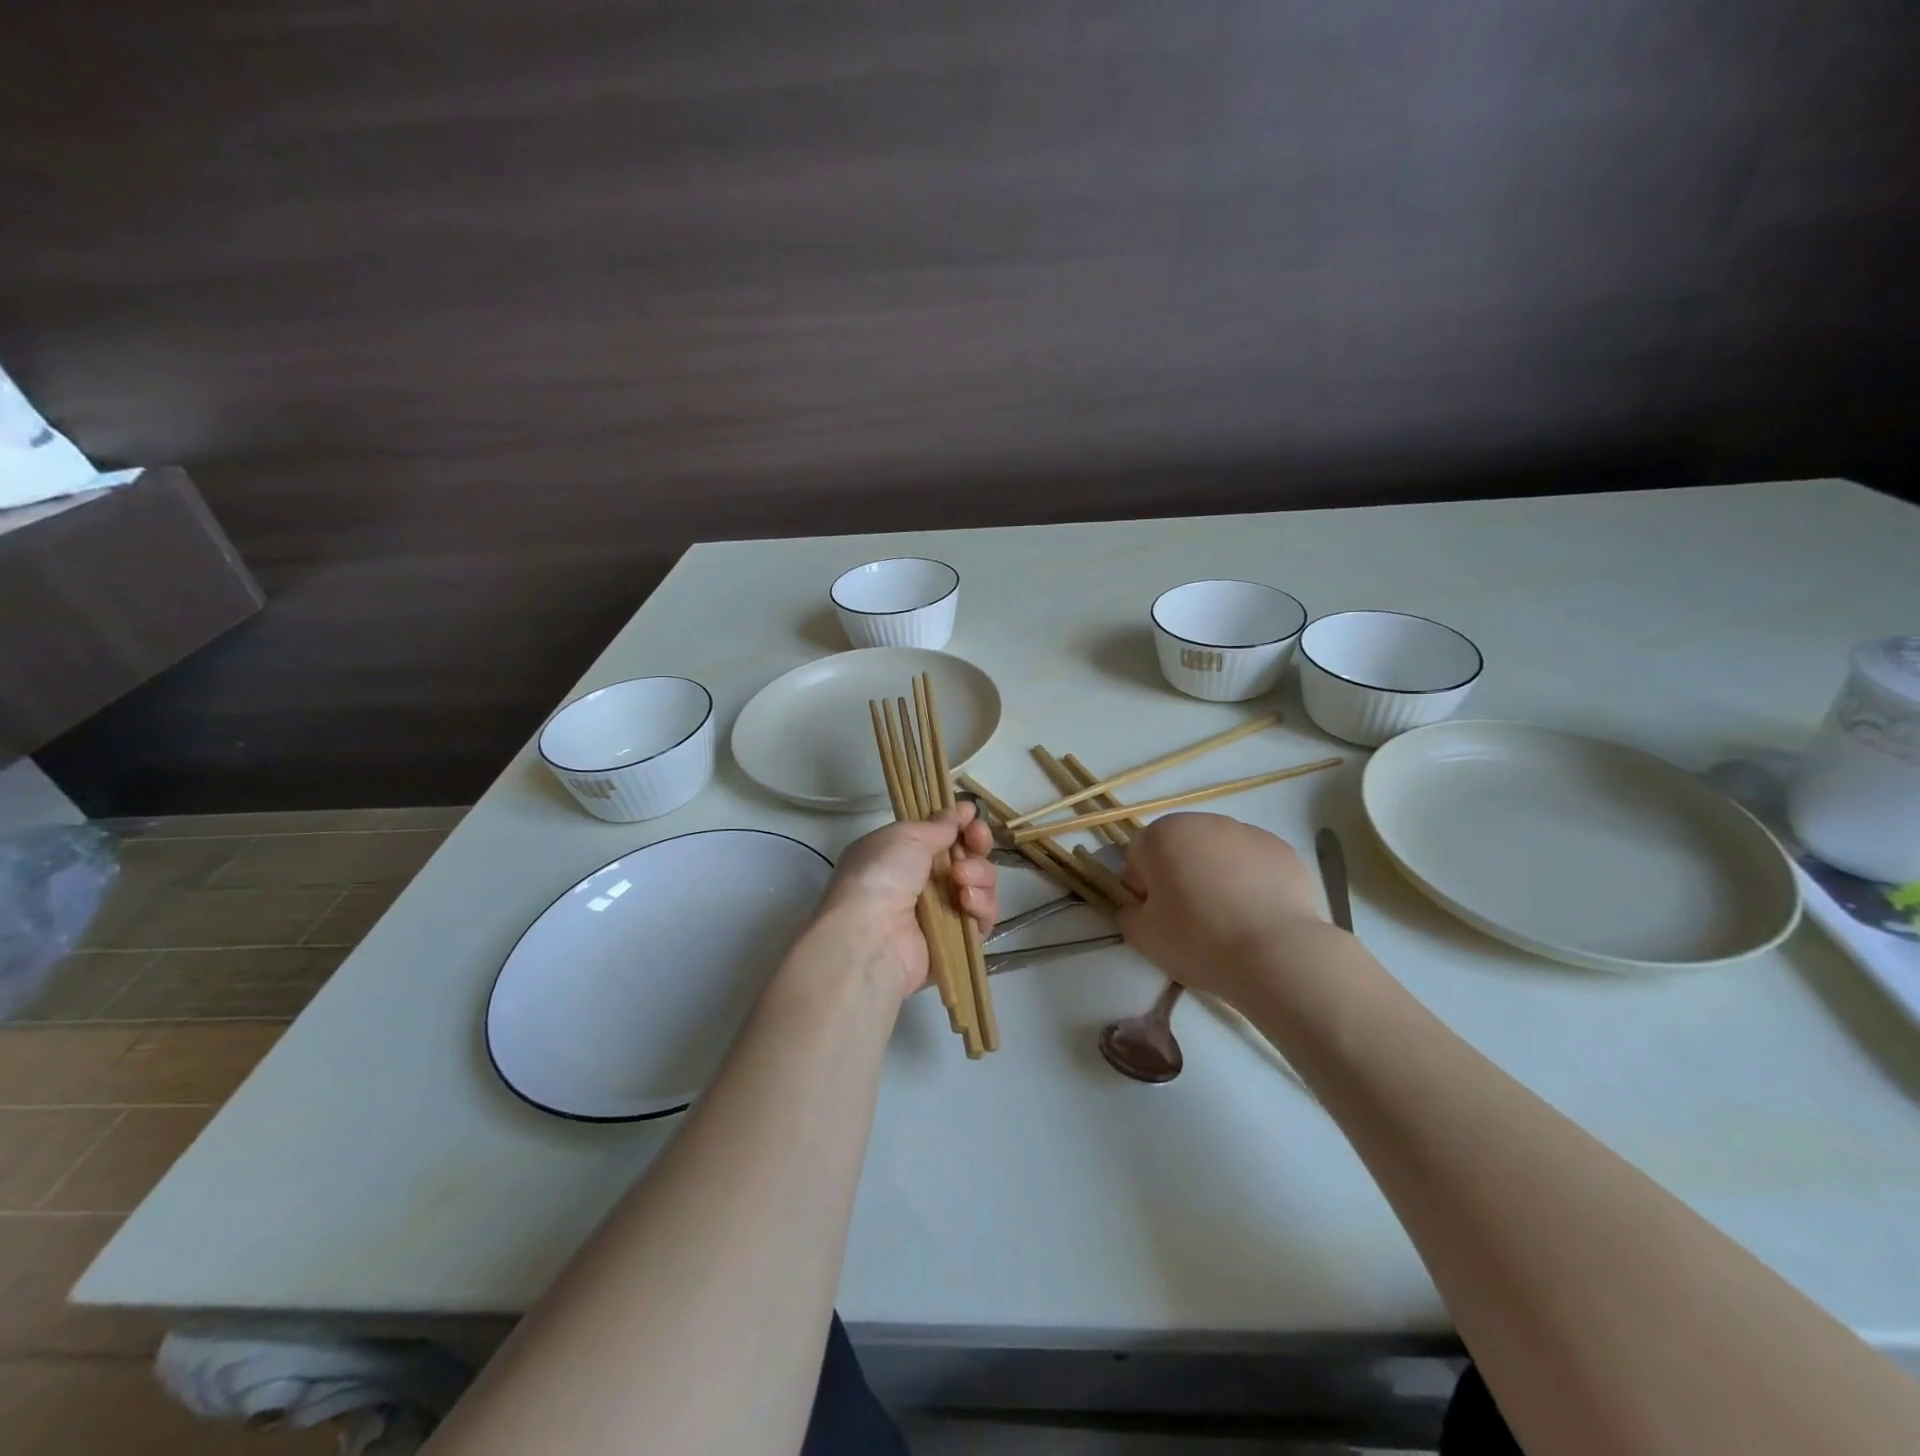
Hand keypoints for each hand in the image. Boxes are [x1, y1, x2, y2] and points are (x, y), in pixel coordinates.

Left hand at [808, 804, 998, 1001]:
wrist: (870, 937)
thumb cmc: (880, 876)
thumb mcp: (905, 836)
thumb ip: (937, 825)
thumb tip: (958, 812)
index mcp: (900, 855)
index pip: (940, 836)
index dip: (960, 824)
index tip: (971, 815)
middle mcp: (920, 883)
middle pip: (966, 858)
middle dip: (976, 845)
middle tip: (975, 840)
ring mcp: (939, 912)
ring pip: (979, 885)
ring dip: (978, 875)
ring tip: (961, 879)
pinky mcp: (955, 941)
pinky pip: (982, 919)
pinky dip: (981, 907)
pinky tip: (967, 902)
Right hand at [1117, 813, 1332, 1004]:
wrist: (1275, 954)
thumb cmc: (1198, 940)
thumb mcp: (1142, 936)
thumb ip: (1127, 913)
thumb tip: (1136, 907)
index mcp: (1163, 835)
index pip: (1139, 857)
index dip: (1143, 889)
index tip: (1158, 918)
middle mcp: (1204, 822)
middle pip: (1180, 849)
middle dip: (1180, 876)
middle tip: (1191, 920)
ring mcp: (1248, 832)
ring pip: (1219, 854)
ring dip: (1216, 876)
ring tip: (1229, 921)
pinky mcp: (1283, 850)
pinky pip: (1254, 864)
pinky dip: (1252, 882)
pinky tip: (1257, 917)